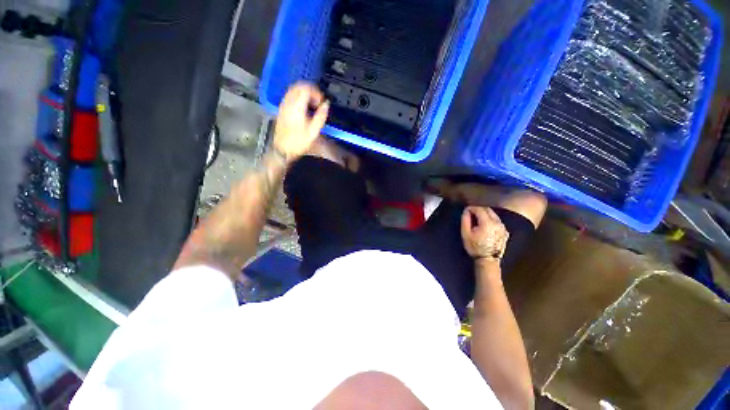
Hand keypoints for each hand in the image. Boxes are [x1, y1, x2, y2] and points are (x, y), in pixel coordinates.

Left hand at [273, 82, 329, 161]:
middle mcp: (288, 103)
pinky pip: (290, 96)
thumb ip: (321, 115)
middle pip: (298, 86)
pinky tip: (303, 108)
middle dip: (310, 90)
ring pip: (293, 90)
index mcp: (297, 107)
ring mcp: (283, 105)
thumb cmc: (299, 142)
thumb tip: (326, 104)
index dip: (316, 92)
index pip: (306, 88)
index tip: (321, 101)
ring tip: (312, 105)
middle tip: (317, 101)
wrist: (283, 149)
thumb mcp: (314, 131)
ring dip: (304, 93)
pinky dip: (298, 97)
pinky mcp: (281, 109)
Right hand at [461, 206, 508, 260]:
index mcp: (487, 222)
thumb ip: (465, 220)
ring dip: (485, 214)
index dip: (471, 208)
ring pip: (494, 215)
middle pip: (488, 210)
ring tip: (477, 219)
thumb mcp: (465, 233)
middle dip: (478, 209)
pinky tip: (485, 225)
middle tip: (471, 214)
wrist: (487, 260)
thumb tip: (466, 210)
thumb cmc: (474, 247)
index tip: (466, 210)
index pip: (479, 209)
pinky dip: (490, 220)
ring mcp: (503, 227)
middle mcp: (497, 223)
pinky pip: (497, 221)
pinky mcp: (505, 232)